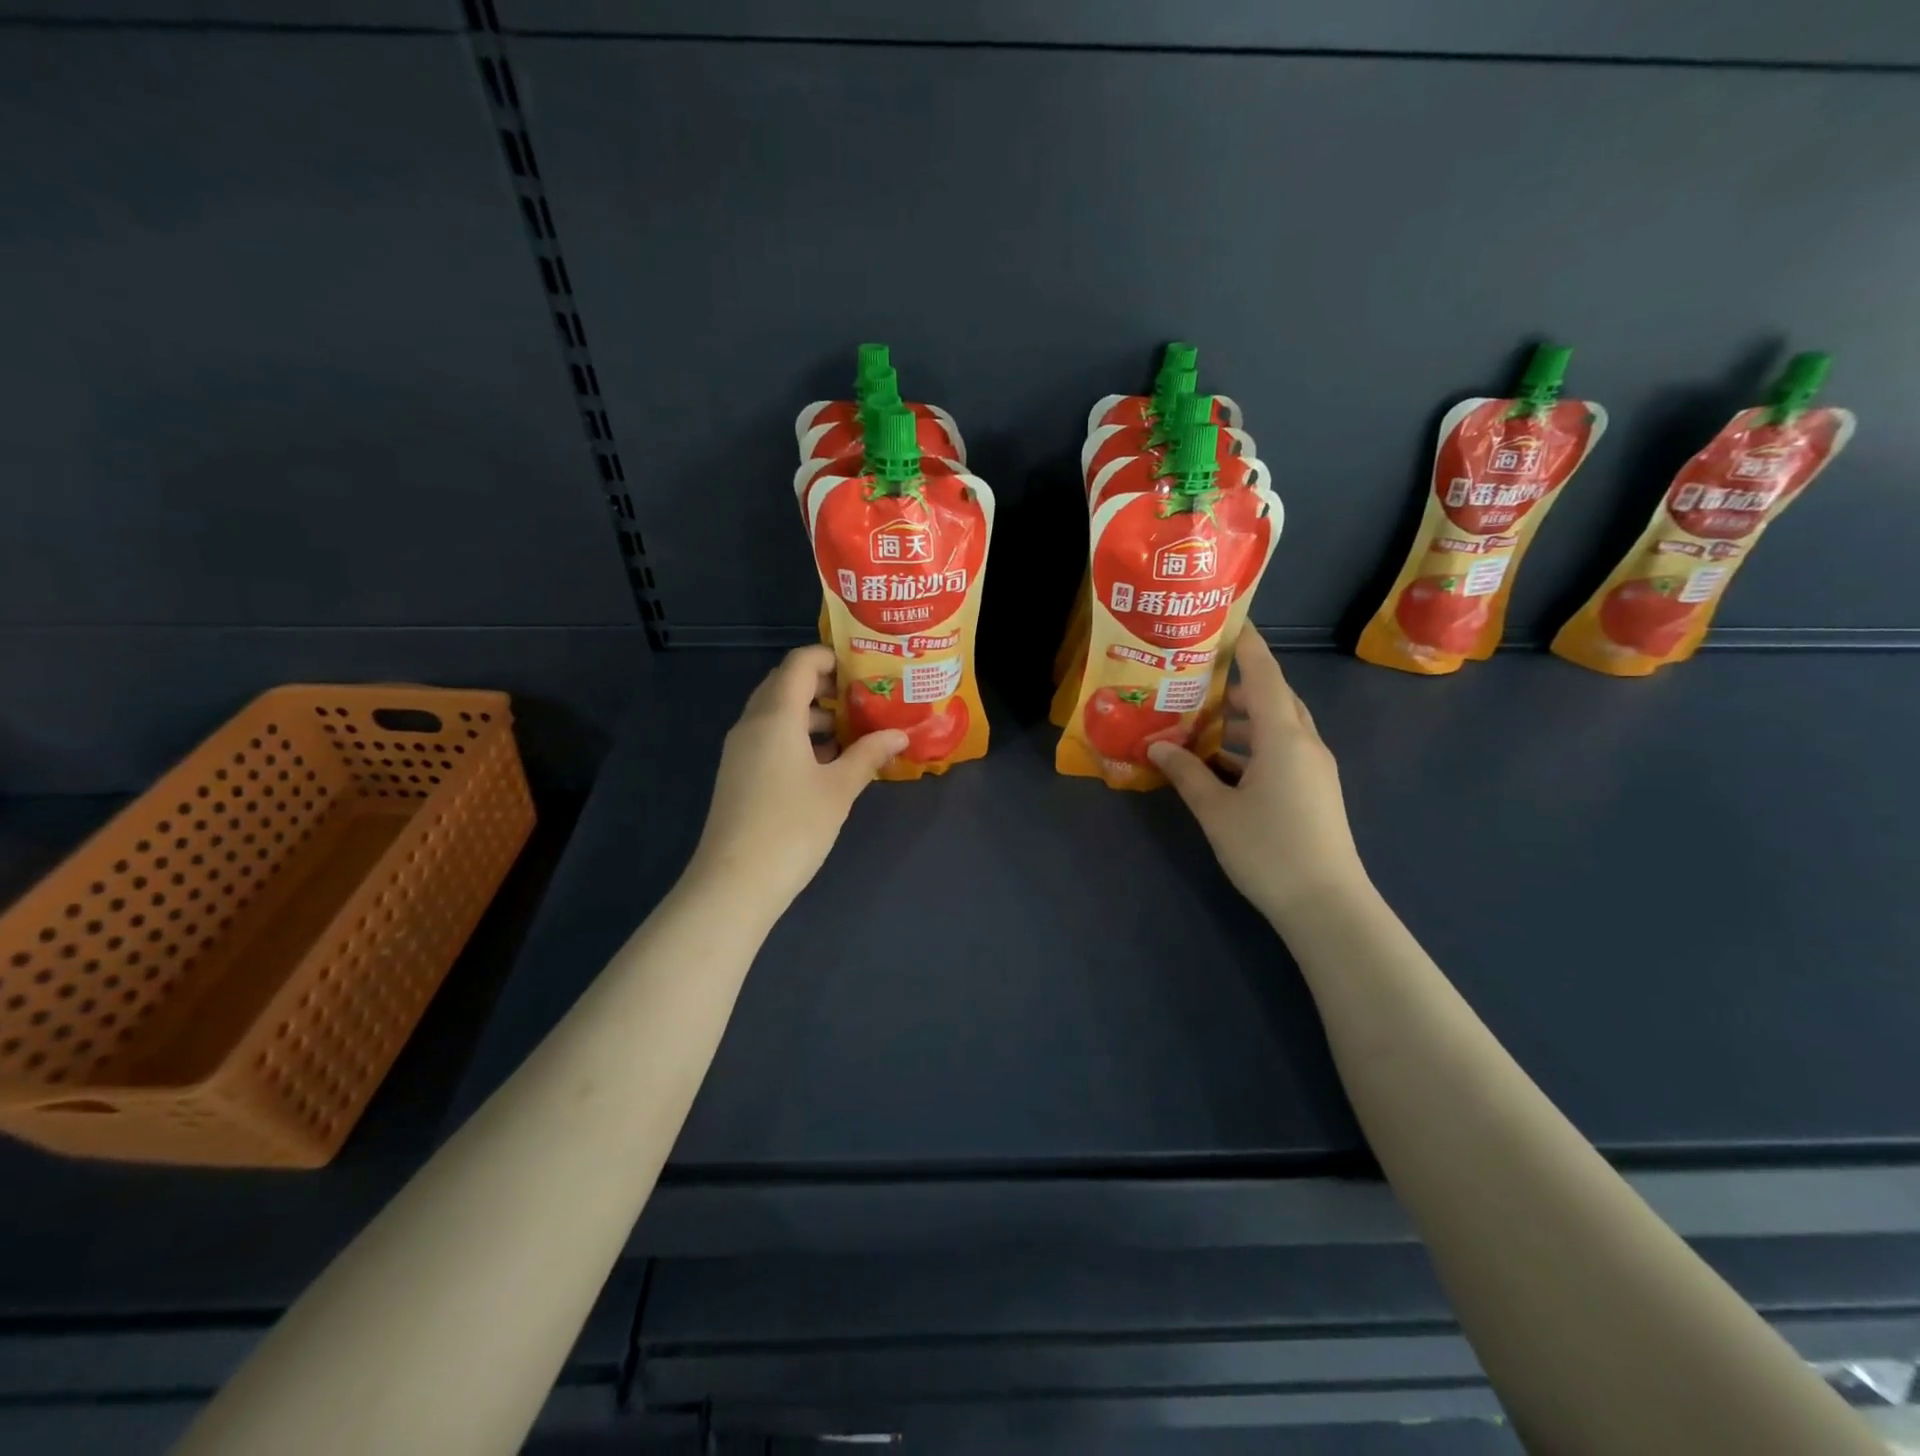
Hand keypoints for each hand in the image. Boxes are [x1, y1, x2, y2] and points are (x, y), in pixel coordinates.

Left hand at [686, 645, 906, 909]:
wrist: (735, 882)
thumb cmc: (793, 827)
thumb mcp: (839, 789)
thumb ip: (869, 754)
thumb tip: (900, 734)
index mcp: (776, 715)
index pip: (800, 663)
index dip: (831, 657)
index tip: (865, 669)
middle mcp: (753, 723)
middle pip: (786, 684)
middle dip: (825, 686)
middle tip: (864, 698)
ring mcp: (741, 749)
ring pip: (778, 713)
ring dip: (813, 714)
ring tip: (854, 732)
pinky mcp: (739, 773)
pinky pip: (770, 738)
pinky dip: (798, 737)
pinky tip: (828, 762)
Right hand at [1148, 633, 1367, 925]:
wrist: (1326, 904)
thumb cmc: (1268, 850)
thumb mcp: (1216, 811)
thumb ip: (1186, 773)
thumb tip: (1156, 744)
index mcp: (1283, 737)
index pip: (1263, 675)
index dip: (1246, 645)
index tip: (1227, 622)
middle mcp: (1305, 743)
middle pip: (1275, 697)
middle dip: (1240, 684)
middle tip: (1200, 679)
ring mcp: (1315, 768)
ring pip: (1281, 726)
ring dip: (1247, 718)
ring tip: (1206, 722)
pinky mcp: (1316, 790)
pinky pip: (1285, 750)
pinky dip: (1256, 745)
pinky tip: (1227, 764)